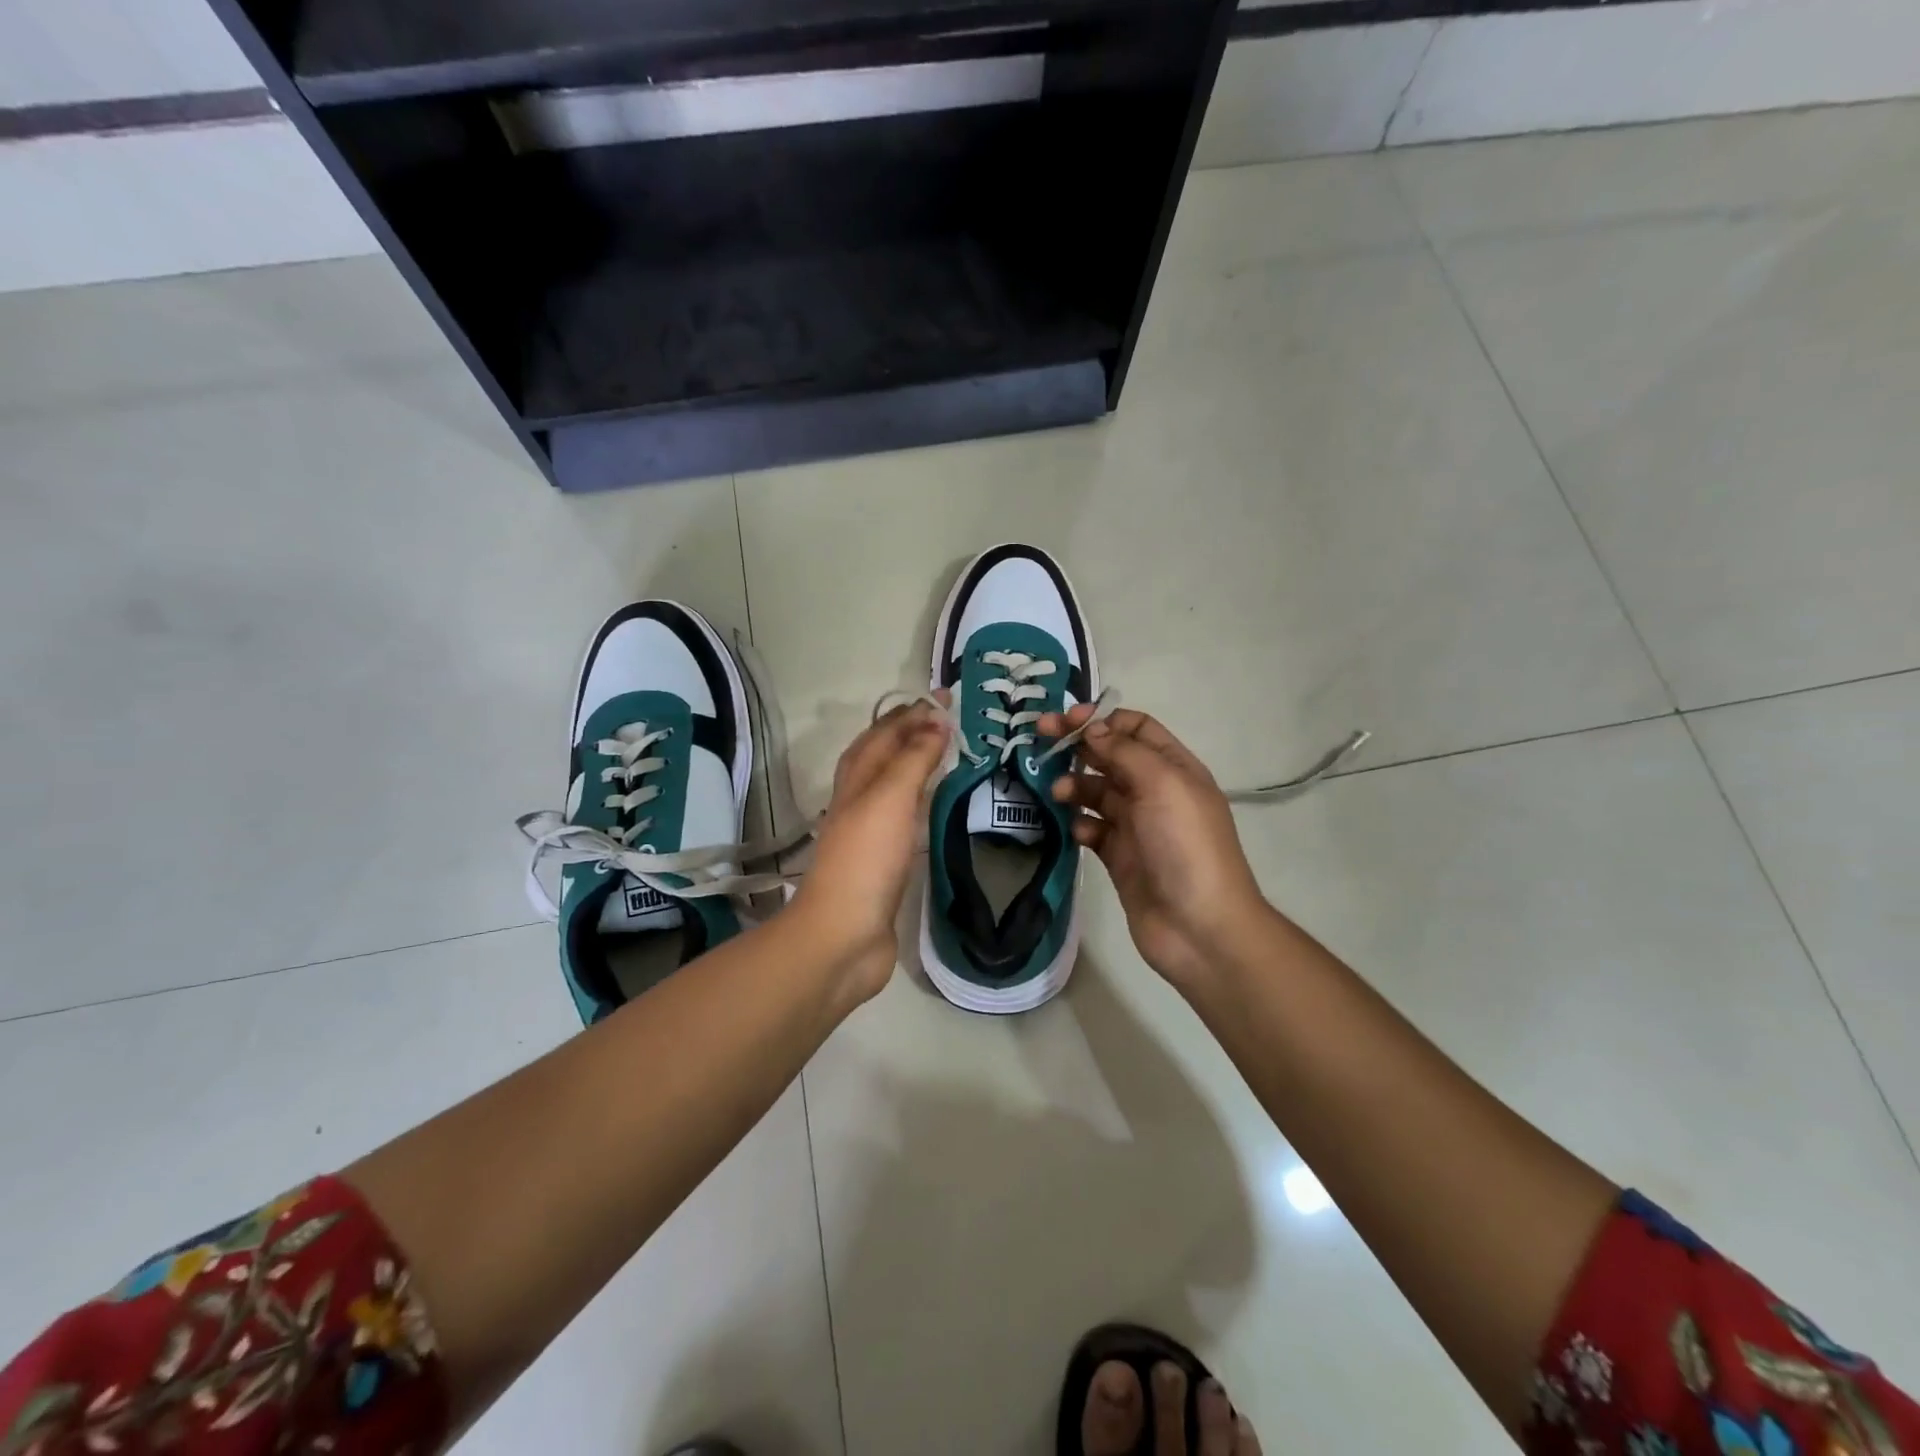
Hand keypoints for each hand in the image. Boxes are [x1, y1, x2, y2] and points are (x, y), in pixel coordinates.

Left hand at [789, 702, 948, 1003]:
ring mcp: (868, 832)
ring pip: (891, 785)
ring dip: (914, 764)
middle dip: (911, 732)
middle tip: (949, 721)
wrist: (843, 935)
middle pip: (882, 755)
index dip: (912, 713)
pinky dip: (917, 801)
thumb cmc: (866, 859)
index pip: (884, 732)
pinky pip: (902, 817)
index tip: (946, 698)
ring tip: (946, 753)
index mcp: (857, 779)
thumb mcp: (890, 797)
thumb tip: (935, 720)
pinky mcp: (882, 862)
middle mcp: (858, 800)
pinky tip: (933, 807)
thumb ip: (913, 758)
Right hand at [1039, 707, 1271, 987]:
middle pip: (1110, 756)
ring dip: (1074, 786)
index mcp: (1174, 768)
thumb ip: (1124, 751)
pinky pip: (1091, 829)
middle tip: (1039, 742)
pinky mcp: (1119, 857)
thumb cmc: (1185, 846)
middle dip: (1077, 747)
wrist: (1199, 927)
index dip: (1101, 719)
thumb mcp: (1161, 785)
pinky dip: (1079, 825)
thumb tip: (1091, 728)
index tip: (1066, 721)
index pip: (1135, 728)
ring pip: (1096, 792)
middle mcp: (1155, 792)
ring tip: (1057, 794)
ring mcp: (1136, 826)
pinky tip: (1075, 832)